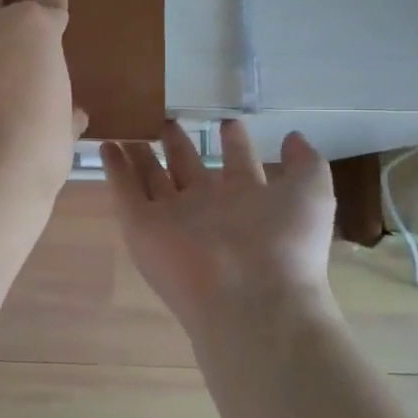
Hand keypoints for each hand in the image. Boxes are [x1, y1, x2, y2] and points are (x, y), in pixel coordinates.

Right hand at [103, 120, 337, 336]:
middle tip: (164, 119)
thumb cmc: (283, 244)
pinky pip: (124, 191)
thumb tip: (294, 135)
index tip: (226, 120)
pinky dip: (113, 168)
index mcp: (248, 201)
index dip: (234, 143)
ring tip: (129, 126)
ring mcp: (172, 218)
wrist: (249, 299)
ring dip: (140, 154)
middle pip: (187, 169)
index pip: (238, 165)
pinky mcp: (141, 227)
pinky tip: (106, 144)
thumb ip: (306, 163)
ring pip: (152, 178)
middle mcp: (208, 208)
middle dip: (178, 145)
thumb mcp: (311, 194)